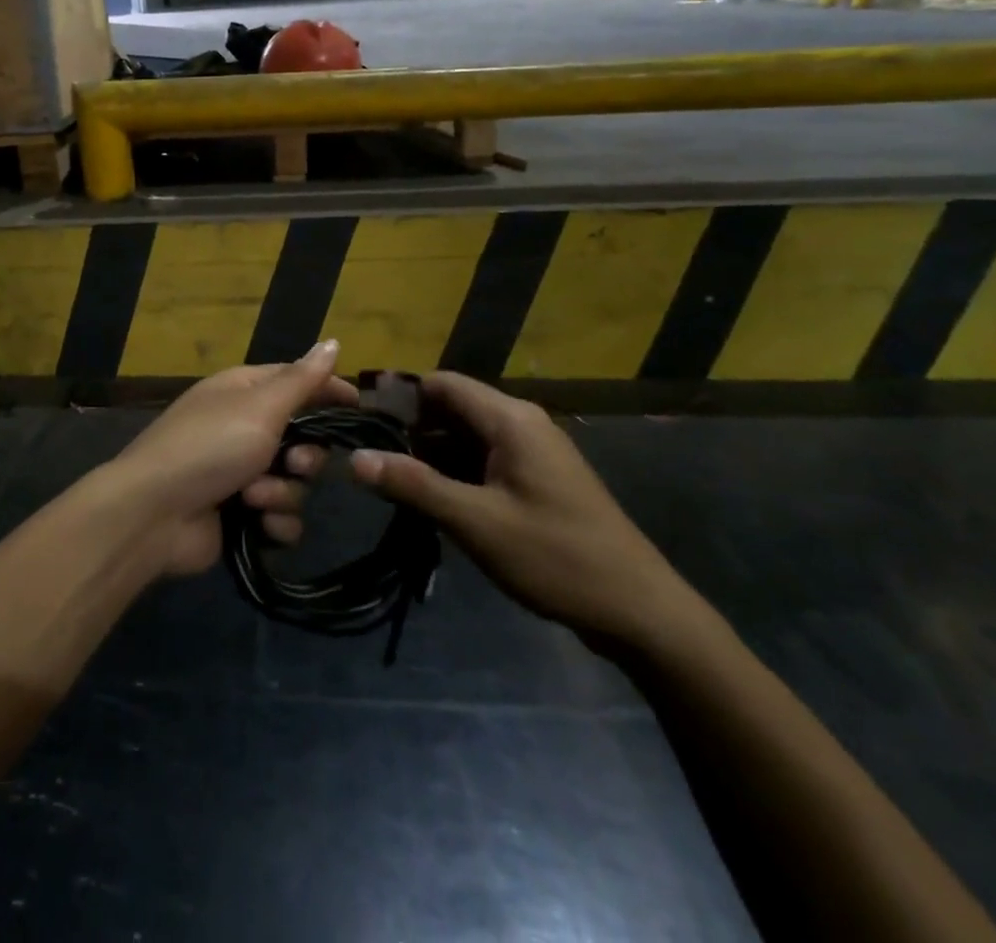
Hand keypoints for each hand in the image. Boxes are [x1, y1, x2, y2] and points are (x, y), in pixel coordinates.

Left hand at [103, 341, 354, 577]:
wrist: (154, 514)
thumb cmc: (210, 446)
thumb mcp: (260, 406)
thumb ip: (302, 380)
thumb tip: (334, 341)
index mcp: (244, 392)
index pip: (297, 381)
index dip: (328, 392)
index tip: (359, 408)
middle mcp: (244, 428)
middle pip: (304, 439)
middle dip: (305, 458)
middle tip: (294, 465)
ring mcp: (241, 473)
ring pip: (296, 482)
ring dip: (282, 493)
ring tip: (255, 498)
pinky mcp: (241, 514)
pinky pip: (281, 516)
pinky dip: (274, 521)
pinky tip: (259, 524)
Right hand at [348, 373, 699, 647]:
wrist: (640, 611)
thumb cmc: (556, 557)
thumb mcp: (476, 522)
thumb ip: (414, 485)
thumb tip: (355, 458)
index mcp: (510, 419)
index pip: (442, 384)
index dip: (399, 396)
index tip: (360, 422)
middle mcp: (521, 423)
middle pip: (453, 408)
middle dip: (411, 430)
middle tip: (368, 458)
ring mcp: (533, 452)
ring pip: (466, 437)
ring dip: (431, 455)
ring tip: (389, 482)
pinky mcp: (537, 479)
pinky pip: (485, 460)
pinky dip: (455, 473)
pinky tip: (431, 501)